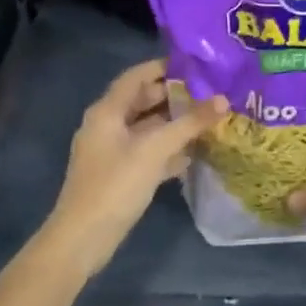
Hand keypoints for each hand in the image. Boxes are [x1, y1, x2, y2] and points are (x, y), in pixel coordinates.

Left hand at [41, 59, 226, 281]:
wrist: (83, 239)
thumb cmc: (116, 185)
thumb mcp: (155, 150)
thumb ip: (189, 123)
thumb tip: (223, 100)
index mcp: (107, 111)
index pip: (137, 76)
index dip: (164, 68)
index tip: (196, 65)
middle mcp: (107, 125)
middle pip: (143, 101)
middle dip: (175, 97)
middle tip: (209, 93)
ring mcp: (112, 151)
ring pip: (147, 128)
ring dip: (174, 124)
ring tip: (208, 120)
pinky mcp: (119, 174)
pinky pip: (147, 152)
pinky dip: (167, 150)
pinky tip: (193, 155)